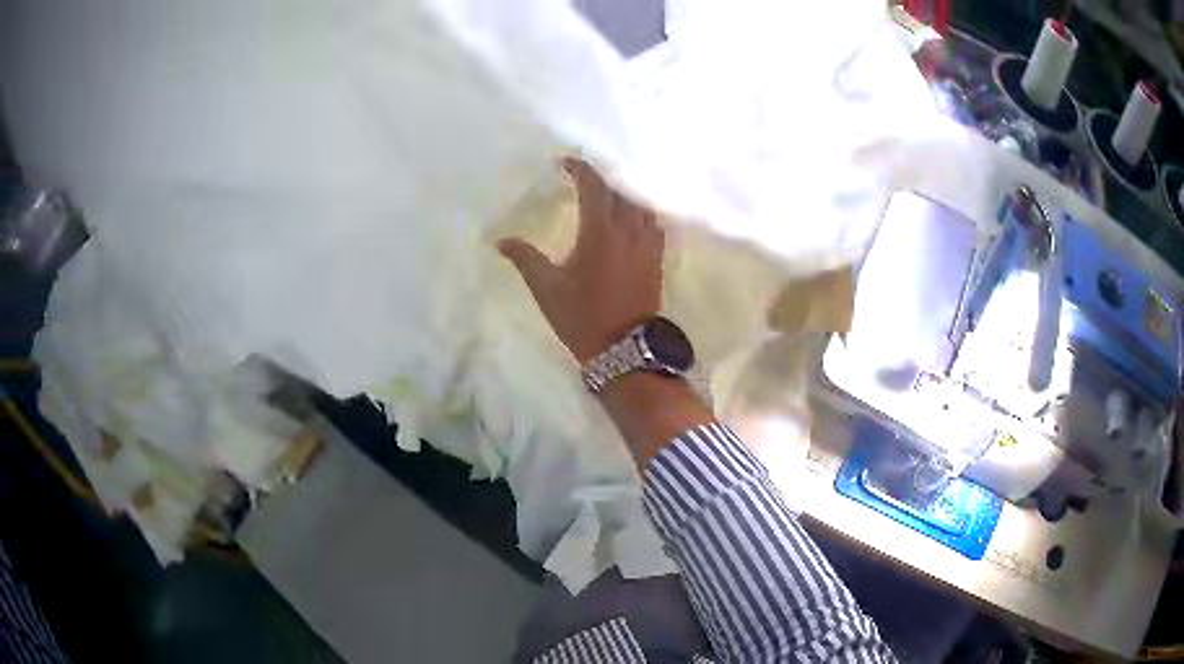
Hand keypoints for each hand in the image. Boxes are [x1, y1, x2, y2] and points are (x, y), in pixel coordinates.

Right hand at [499, 159, 663, 364]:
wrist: (624, 349)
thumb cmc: (582, 318)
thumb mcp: (547, 288)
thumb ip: (525, 259)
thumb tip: (501, 242)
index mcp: (600, 233)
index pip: (594, 188)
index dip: (581, 170)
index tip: (566, 163)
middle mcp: (628, 231)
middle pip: (620, 192)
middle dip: (601, 179)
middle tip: (583, 178)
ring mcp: (648, 245)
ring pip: (640, 205)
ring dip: (623, 194)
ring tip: (606, 196)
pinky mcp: (657, 259)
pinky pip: (653, 223)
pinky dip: (641, 212)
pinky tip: (631, 218)